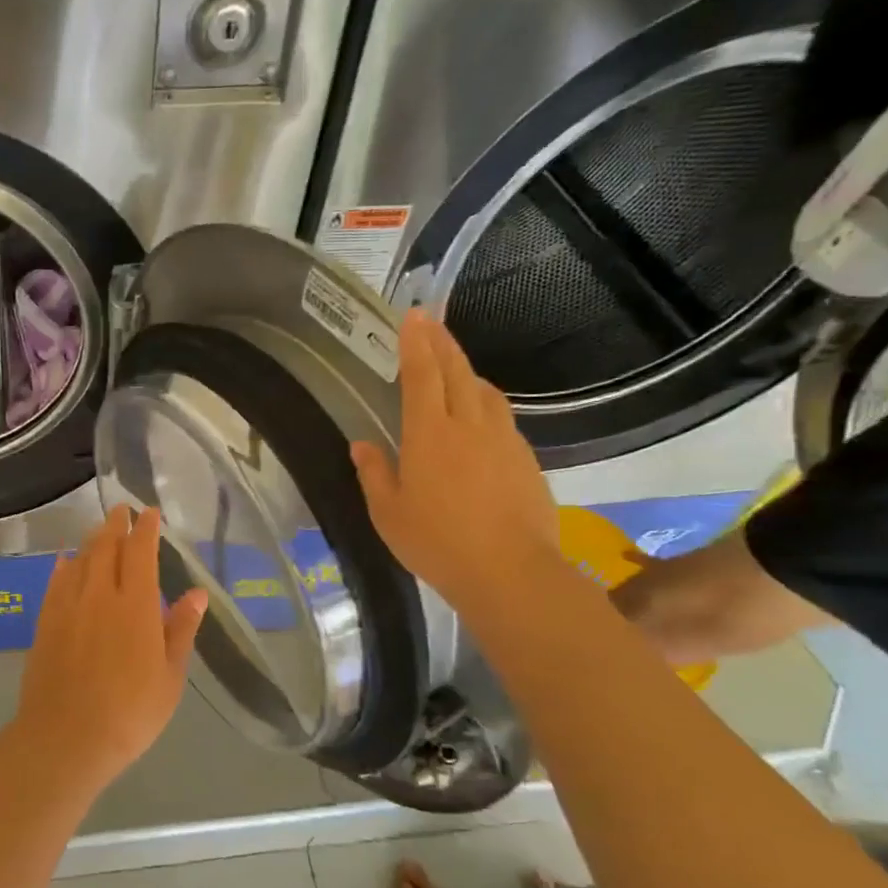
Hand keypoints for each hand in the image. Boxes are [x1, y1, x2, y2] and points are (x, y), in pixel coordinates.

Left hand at [13, 506, 207, 781]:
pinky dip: (64, 566)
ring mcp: (67, 607)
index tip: (149, 513)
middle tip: (121, 511)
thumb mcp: (169, 676)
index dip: (145, 529)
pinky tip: (66, 561)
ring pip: (80, 560)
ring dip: (92, 540)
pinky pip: (56, 582)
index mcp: (135, 605)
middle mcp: (99, 595)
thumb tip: (198, 593)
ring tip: (101, 531)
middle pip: (106, 547)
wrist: (66, 738)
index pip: (140, 552)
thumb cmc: (130, 713)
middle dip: (116, 525)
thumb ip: (180, 629)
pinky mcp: (45, 622)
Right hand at [350, 309, 558, 607]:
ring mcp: (503, 439)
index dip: (416, 343)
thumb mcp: (388, 513)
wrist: (509, 571)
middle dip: (442, 342)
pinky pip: (501, 418)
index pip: (422, 375)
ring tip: (454, 367)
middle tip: (431, 321)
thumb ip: (374, 474)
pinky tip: (479, 419)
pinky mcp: (525, 458)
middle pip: (457, 370)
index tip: (412, 316)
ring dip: (466, 371)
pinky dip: (485, 404)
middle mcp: (469, 425)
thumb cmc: (436, 542)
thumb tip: (362, 446)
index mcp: (429, 434)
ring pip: (484, 391)